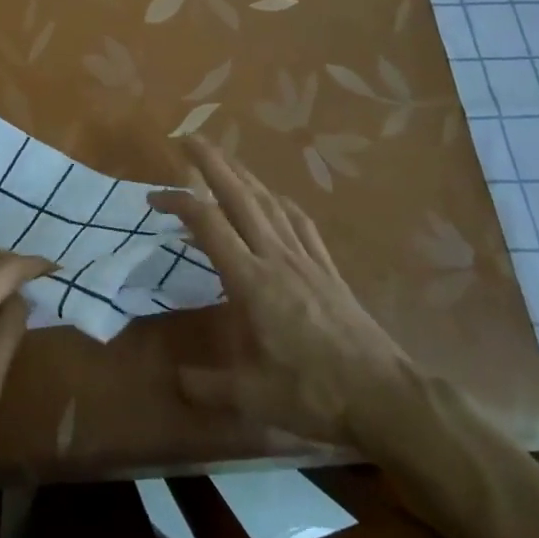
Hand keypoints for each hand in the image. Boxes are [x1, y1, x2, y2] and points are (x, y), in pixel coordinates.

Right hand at [150, 138, 413, 443]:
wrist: (386, 396)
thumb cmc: (315, 393)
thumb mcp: (254, 398)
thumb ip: (209, 386)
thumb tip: (175, 380)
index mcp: (252, 281)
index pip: (208, 225)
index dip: (178, 202)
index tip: (152, 197)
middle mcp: (276, 257)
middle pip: (240, 197)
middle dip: (212, 163)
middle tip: (189, 138)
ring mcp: (306, 259)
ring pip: (270, 202)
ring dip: (243, 175)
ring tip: (224, 159)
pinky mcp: (328, 269)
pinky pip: (300, 222)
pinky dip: (280, 201)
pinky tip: (274, 198)